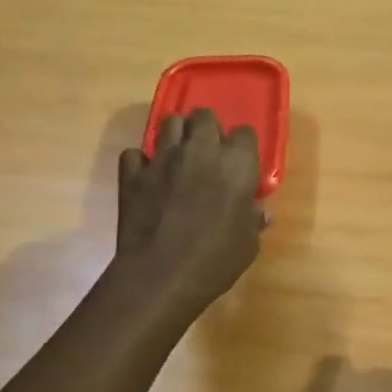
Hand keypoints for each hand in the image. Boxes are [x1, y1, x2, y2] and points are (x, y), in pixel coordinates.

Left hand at [115, 109, 264, 317]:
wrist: (161, 275)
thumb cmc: (216, 260)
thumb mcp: (248, 245)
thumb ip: (253, 221)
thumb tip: (259, 212)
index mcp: (237, 165)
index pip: (245, 133)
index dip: (243, 146)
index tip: (241, 163)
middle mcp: (201, 151)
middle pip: (204, 115)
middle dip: (208, 128)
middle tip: (209, 152)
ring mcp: (163, 159)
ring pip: (169, 122)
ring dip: (177, 135)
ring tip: (180, 157)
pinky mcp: (133, 174)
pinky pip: (135, 154)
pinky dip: (141, 162)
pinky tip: (148, 178)